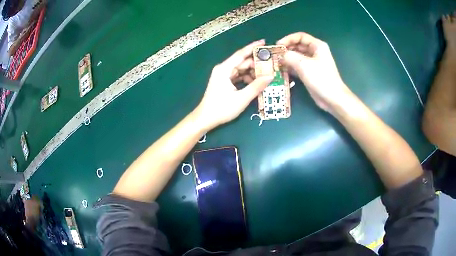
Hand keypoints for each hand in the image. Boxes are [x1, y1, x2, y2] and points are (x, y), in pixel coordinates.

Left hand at [195, 40, 273, 129]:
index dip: (253, 47)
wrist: (205, 119)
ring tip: (266, 75)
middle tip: (271, 64)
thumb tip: (270, 76)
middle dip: (256, 63)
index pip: (241, 54)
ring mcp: (223, 76)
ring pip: (241, 70)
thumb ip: (257, 86)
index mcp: (224, 69)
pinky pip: (238, 76)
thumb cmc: (221, 108)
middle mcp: (223, 69)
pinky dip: (247, 78)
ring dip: (252, 72)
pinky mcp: (224, 82)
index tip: (264, 42)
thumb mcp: (242, 98)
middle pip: (242, 62)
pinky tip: (256, 83)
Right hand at [277, 32, 351, 112]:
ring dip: (287, 59)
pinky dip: (290, 67)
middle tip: (275, 55)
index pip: (300, 36)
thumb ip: (290, 56)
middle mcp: (315, 52)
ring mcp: (312, 63)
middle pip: (298, 46)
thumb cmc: (321, 78)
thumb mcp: (304, 64)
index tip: (278, 46)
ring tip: (276, 63)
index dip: (288, 39)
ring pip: (297, 56)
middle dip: (286, 49)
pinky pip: (298, 66)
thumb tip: (281, 55)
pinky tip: (282, 70)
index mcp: (317, 46)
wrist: (332, 98)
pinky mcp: (310, 73)